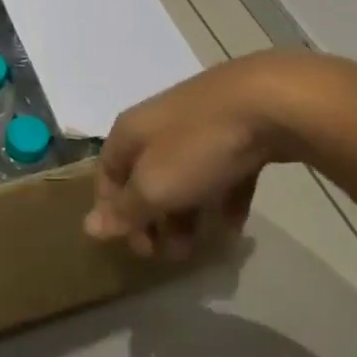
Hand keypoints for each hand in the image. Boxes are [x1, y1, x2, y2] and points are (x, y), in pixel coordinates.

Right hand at [86, 52, 356, 259]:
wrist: (268, 102)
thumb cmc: (197, 146)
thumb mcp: (154, 186)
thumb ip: (125, 210)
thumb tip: (89, 227)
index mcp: (129, 133)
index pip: (107, 175)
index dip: (114, 213)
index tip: (137, 248)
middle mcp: (157, 126)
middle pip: (146, 179)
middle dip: (155, 220)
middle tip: (172, 255)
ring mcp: (197, 126)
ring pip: (183, 177)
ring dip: (188, 215)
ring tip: (205, 246)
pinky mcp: (235, 131)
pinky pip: (219, 172)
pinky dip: (222, 200)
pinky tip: (235, 226)